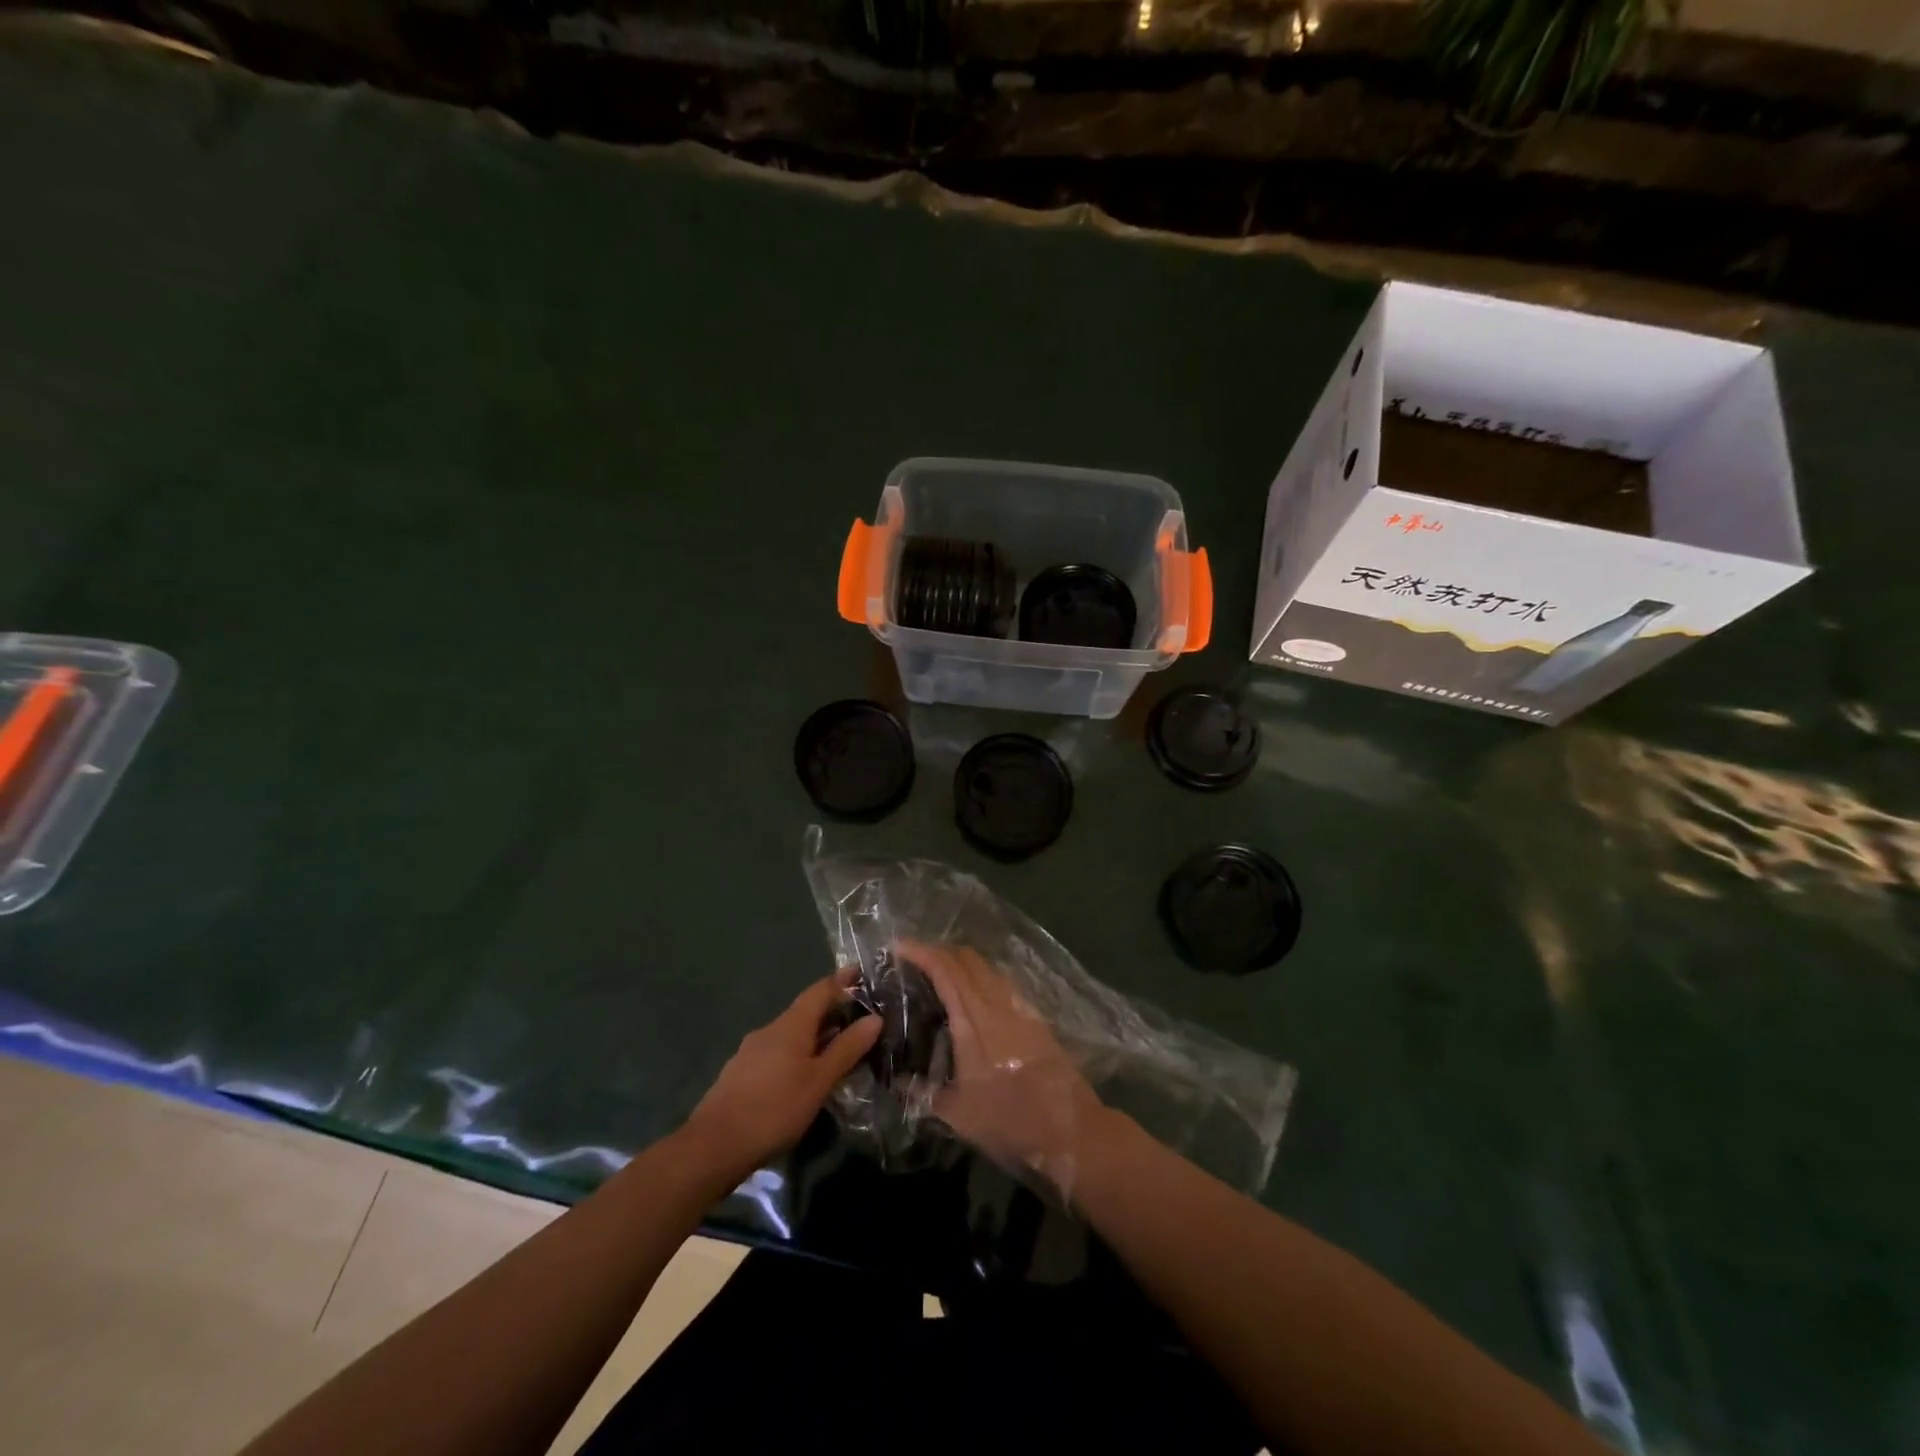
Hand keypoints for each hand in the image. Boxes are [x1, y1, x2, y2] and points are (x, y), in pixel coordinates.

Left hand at [685, 972, 881, 1182]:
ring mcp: (751, 1052)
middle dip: (831, 1012)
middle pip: (805, 1012)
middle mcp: (770, 1030)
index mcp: (791, 1024)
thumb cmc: (774, 1108)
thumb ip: (847, 1049)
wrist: (713, 1146)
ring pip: (790, 1034)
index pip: (820, 990)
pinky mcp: (741, 1074)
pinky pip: (777, 1053)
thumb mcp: (819, 1081)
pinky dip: (797, 1054)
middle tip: (859, 1017)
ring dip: (814, 1036)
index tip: (861, 972)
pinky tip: (804, 1075)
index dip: (841, 981)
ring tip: (837, 1049)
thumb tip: (875, 1017)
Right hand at [905, 941, 1102, 1189]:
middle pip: (967, 958)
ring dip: (961, 963)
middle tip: (915, 961)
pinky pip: (1001, 983)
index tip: (898, 946)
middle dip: (939, 950)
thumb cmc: (1009, 1120)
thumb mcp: (957, 1114)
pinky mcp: (1034, 1018)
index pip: (945, 970)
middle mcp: (996, 1003)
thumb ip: (923, 1093)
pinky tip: (972, 1000)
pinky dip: (980, 978)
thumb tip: (897, 1081)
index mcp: (973, 1020)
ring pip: (986, 968)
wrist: (1069, 1129)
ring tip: (940, 977)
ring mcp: (1019, 1007)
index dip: (921, 951)